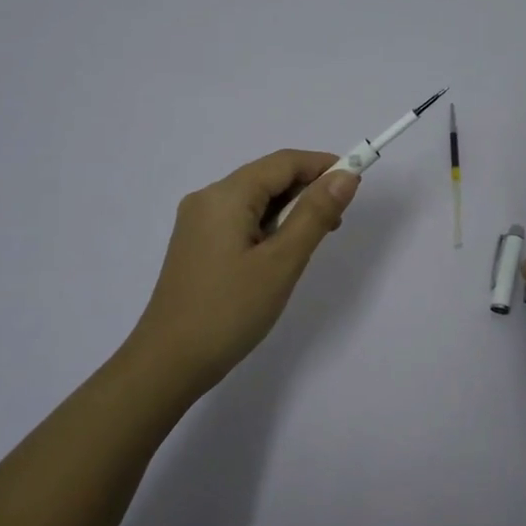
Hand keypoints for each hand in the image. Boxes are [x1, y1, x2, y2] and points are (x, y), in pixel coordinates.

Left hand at [123, 149, 359, 394]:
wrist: (169, 362)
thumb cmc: (230, 311)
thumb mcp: (281, 262)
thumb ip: (315, 215)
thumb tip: (346, 176)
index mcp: (226, 195)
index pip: (283, 162)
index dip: (323, 165)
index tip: (356, 183)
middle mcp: (207, 199)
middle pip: (267, 177)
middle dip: (307, 190)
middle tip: (337, 223)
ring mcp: (198, 223)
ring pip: (255, 201)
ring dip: (289, 211)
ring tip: (313, 242)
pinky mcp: (196, 245)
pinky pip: (240, 220)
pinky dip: (268, 227)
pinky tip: (281, 254)